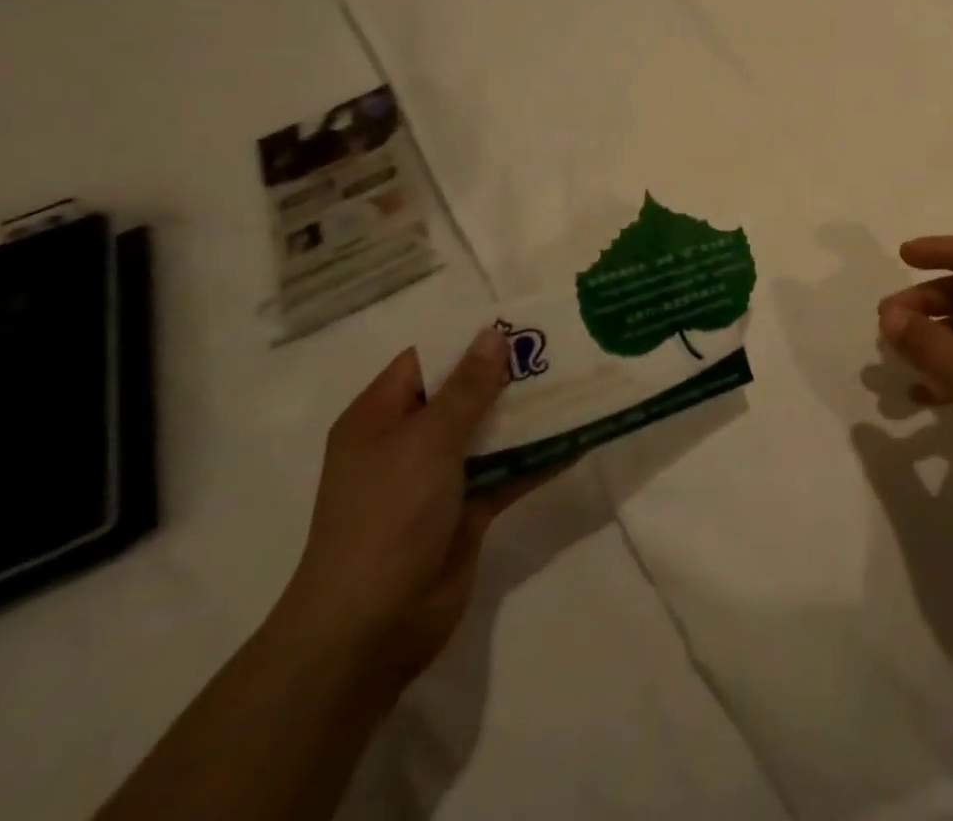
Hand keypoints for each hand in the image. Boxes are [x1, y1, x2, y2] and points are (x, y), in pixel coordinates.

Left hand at [273, 329, 549, 688]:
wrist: (369, 630)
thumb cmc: (386, 517)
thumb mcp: (427, 442)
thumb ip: (467, 388)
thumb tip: (494, 334)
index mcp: (381, 417)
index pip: (428, 359)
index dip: (472, 339)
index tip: (524, 322)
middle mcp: (408, 441)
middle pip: (466, 393)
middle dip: (512, 374)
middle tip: (566, 347)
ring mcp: (438, 478)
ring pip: (493, 431)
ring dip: (533, 413)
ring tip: (583, 383)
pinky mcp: (468, 509)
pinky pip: (510, 470)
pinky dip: (540, 456)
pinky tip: (582, 437)